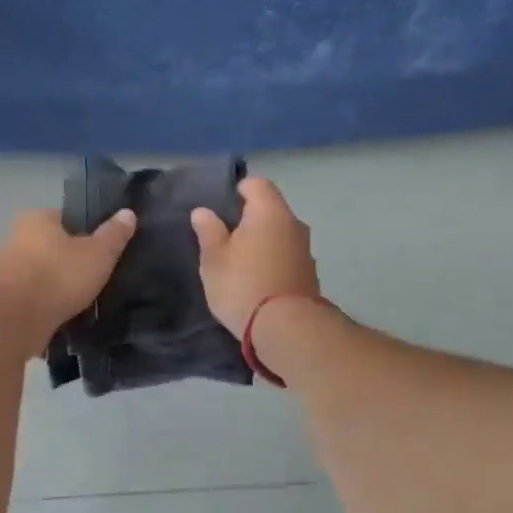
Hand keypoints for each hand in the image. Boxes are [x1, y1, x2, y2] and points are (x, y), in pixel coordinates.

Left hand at [0, 207, 137, 342]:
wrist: (14, 320)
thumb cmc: (58, 276)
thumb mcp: (98, 253)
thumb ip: (114, 234)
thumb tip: (128, 212)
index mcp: (36, 217)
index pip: (68, 218)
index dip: (88, 232)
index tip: (104, 250)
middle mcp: (16, 236)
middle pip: (54, 245)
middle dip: (72, 259)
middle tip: (97, 275)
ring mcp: (7, 267)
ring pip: (44, 271)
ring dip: (59, 282)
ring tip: (84, 297)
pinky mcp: (4, 297)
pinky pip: (35, 294)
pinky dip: (48, 301)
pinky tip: (65, 312)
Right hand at [191, 177, 319, 334]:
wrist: (285, 328)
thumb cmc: (242, 285)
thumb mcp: (214, 258)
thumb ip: (208, 230)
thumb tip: (203, 211)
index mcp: (270, 212)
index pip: (257, 184)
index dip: (238, 190)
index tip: (222, 209)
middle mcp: (294, 224)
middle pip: (271, 209)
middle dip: (250, 218)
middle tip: (227, 237)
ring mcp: (306, 250)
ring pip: (281, 234)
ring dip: (264, 241)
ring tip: (242, 262)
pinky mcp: (310, 275)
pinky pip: (288, 256)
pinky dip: (274, 261)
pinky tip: (259, 280)